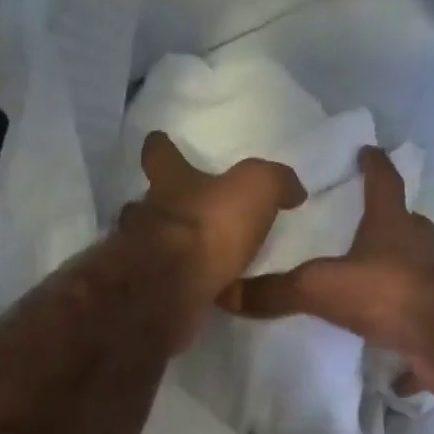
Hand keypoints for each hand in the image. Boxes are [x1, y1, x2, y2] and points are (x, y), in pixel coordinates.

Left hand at [123, 131, 306, 323]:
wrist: (172, 287)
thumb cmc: (210, 226)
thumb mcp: (257, 189)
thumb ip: (275, 182)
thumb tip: (293, 190)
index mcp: (171, 182)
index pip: (158, 154)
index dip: (161, 149)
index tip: (158, 142)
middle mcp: (147, 212)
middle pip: (145, 202)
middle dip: (159, 205)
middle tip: (179, 213)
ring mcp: (139, 253)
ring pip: (145, 242)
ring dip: (162, 246)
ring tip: (187, 256)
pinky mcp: (147, 290)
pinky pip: (160, 280)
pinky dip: (173, 282)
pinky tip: (192, 290)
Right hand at [230, 147, 433, 395]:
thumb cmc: (385, 292)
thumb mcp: (319, 286)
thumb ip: (276, 290)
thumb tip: (225, 292)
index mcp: (393, 229)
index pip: (384, 184)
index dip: (375, 167)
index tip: (369, 150)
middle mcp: (421, 253)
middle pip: (412, 228)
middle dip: (398, 224)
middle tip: (378, 228)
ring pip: (422, 277)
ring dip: (404, 280)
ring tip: (379, 292)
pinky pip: (424, 337)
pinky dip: (411, 353)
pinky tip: (396, 371)